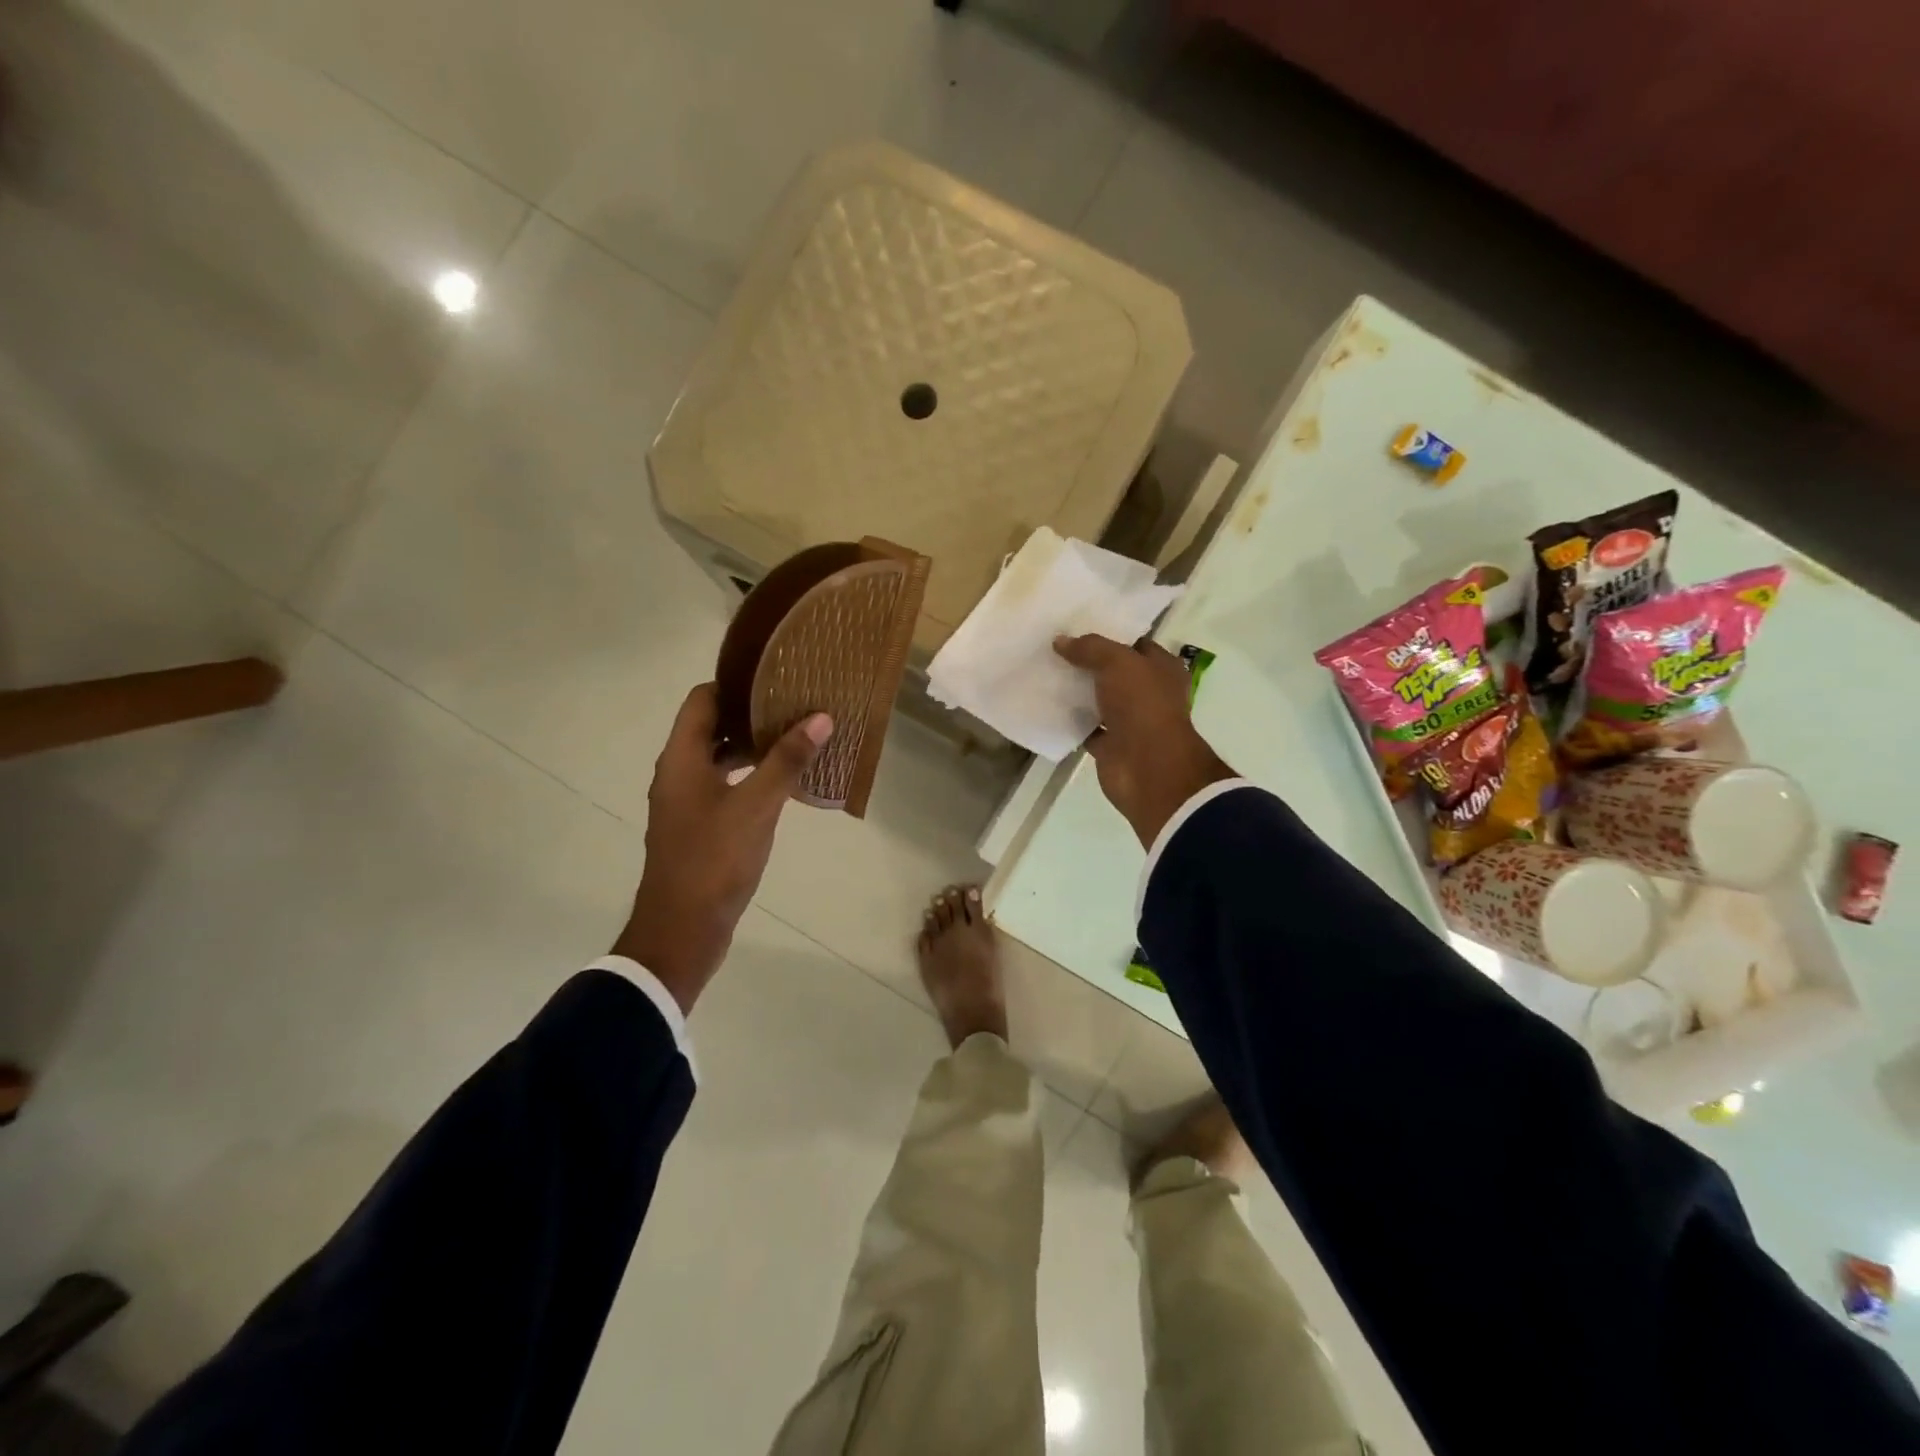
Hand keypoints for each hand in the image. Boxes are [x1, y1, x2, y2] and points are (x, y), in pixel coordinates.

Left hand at [613, 685, 831, 1011]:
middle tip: (795, 703)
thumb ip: (786, 761)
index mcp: (681, 759)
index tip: (775, 676)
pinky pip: (723, 786)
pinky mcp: (698, 827)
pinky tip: (782, 783)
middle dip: (750, 713)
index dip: (735, 683)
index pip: (702, 700)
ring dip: (752, 746)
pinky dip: (749, 776)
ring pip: (718, 759)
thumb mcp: (756, 807)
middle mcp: (678, 774)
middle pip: (710, 727)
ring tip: (795, 736)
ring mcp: (686, 802)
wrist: (681, 931)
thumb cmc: (714, 861)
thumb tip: (820, 716)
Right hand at [1052, 634, 1235, 848]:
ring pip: (1100, 700)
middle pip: (1114, 672)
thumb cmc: (1142, 706)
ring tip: (1045, 672)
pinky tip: (1047, 705)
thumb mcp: (1117, 663)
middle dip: (1088, 662)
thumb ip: (1090, 648)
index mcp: (1162, 669)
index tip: (1076, 627)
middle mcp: (1149, 693)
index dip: (1109, 634)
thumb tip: (1060, 641)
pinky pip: (1087, 727)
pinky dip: (1071, 720)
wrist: (1146, 767)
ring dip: (1078, 691)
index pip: (1134, 644)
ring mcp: (1131, 721)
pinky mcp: (1112, 745)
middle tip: (1054, 648)